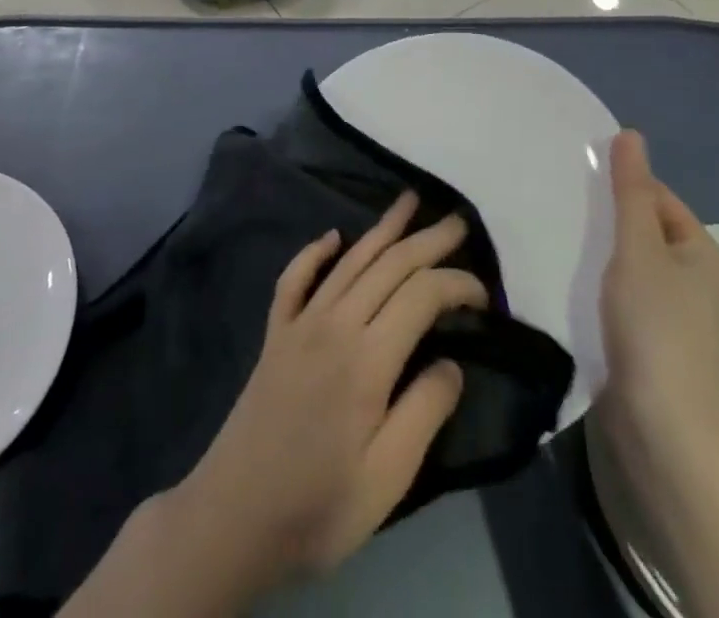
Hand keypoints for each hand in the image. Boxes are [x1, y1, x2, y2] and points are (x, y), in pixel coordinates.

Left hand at [165, 192, 486, 595]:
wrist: (234, 517)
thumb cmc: (319, 506)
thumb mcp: (388, 479)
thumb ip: (424, 412)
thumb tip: (452, 361)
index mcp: (368, 358)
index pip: (422, 295)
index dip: (457, 284)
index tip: (484, 294)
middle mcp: (335, 323)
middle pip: (389, 265)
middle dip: (427, 240)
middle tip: (458, 222)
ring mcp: (300, 323)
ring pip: (349, 260)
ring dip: (382, 228)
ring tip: (408, 201)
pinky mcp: (276, 333)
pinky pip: (295, 277)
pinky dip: (315, 252)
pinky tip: (331, 237)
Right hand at [597, 130, 718, 460]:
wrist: (663, 428)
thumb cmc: (655, 326)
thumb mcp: (638, 247)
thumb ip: (630, 191)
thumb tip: (631, 134)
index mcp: (708, 255)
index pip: (661, 200)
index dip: (623, 188)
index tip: (579, 186)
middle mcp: (703, 283)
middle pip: (649, 232)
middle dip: (611, 221)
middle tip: (566, 212)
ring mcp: (683, 319)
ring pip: (637, 266)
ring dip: (605, 256)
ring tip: (566, 245)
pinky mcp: (660, 346)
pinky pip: (631, 297)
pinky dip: (606, 287)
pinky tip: (578, 287)